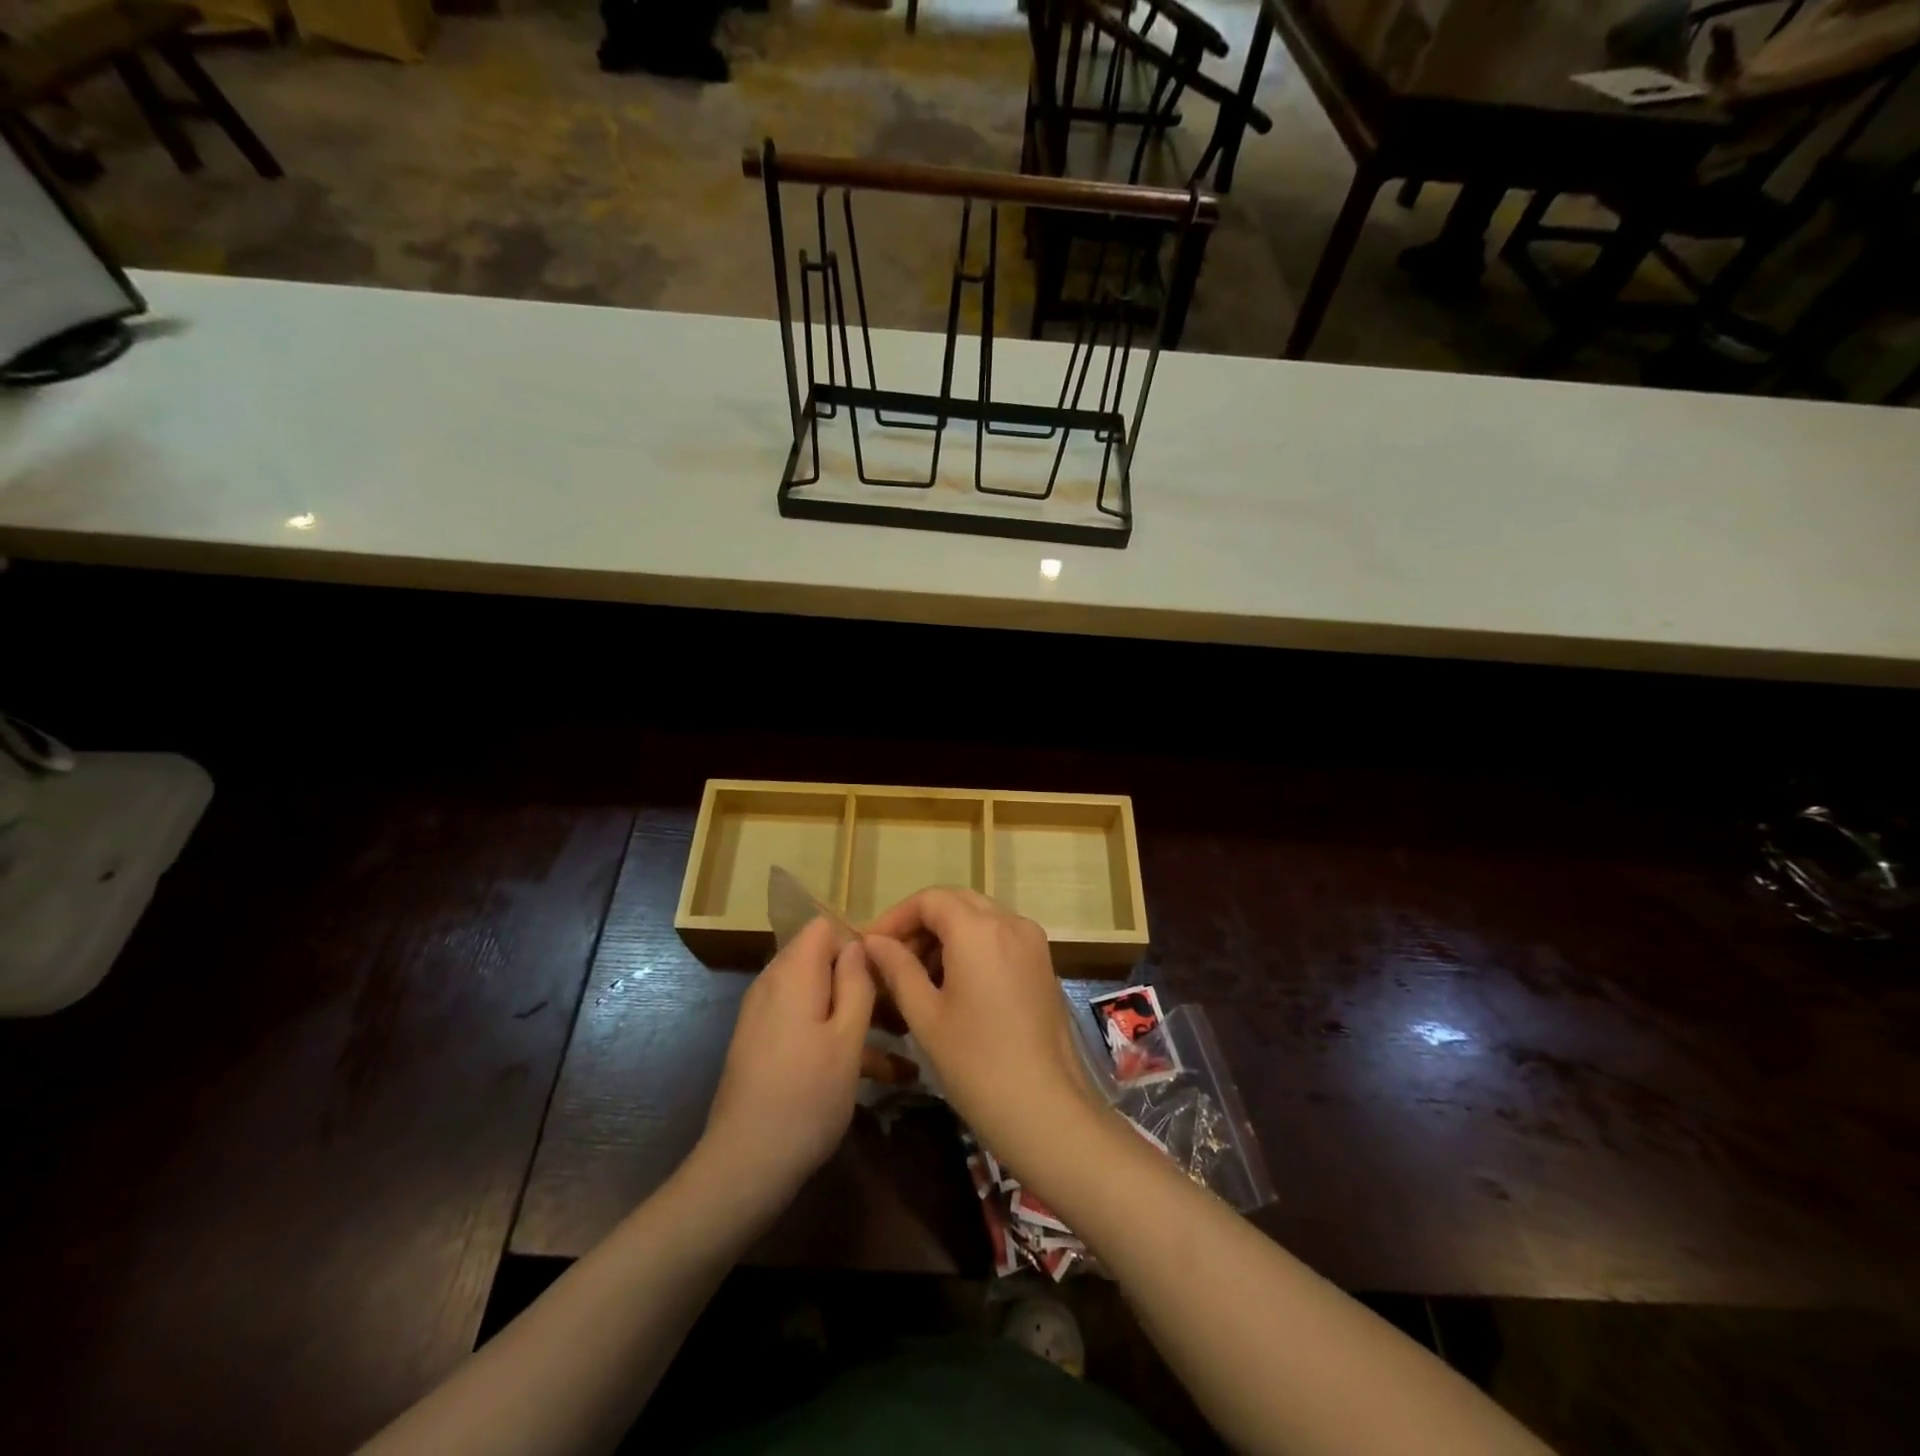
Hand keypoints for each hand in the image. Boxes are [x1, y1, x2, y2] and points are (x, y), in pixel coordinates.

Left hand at [699, 916, 875, 1208]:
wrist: (745, 1166)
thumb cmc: (807, 1097)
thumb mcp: (847, 1039)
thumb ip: (857, 983)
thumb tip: (860, 944)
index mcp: (793, 974)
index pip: (825, 927)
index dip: (858, 942)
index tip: (888, 972)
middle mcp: (773, 985)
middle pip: (822, 960)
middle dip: (862, 978)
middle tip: (900, 1008)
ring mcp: (764, 1016)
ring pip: (818, 996)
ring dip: (856, 1013)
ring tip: (901, 1045)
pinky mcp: (763, 1045)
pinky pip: (805, 1023)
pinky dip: (836, 1036)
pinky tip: (879, 1074)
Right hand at [862, 888, 1102, 1181]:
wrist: (1045, 1109)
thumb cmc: (976, 1063)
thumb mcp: (925, 1015)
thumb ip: (897, 969)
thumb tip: (874, 942)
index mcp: (979, 929)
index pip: (930, 899)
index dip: (896, 917)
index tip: (871, 946)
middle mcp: (1010, 922)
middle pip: (956, 903)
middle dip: (920, 925)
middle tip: (891, 960)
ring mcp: (1032, 941)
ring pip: (979, 918)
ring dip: (946, 936)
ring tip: (916, 978)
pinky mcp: (1042, 963)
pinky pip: (1000, 937)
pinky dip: (972, 947)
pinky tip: (952, 986)